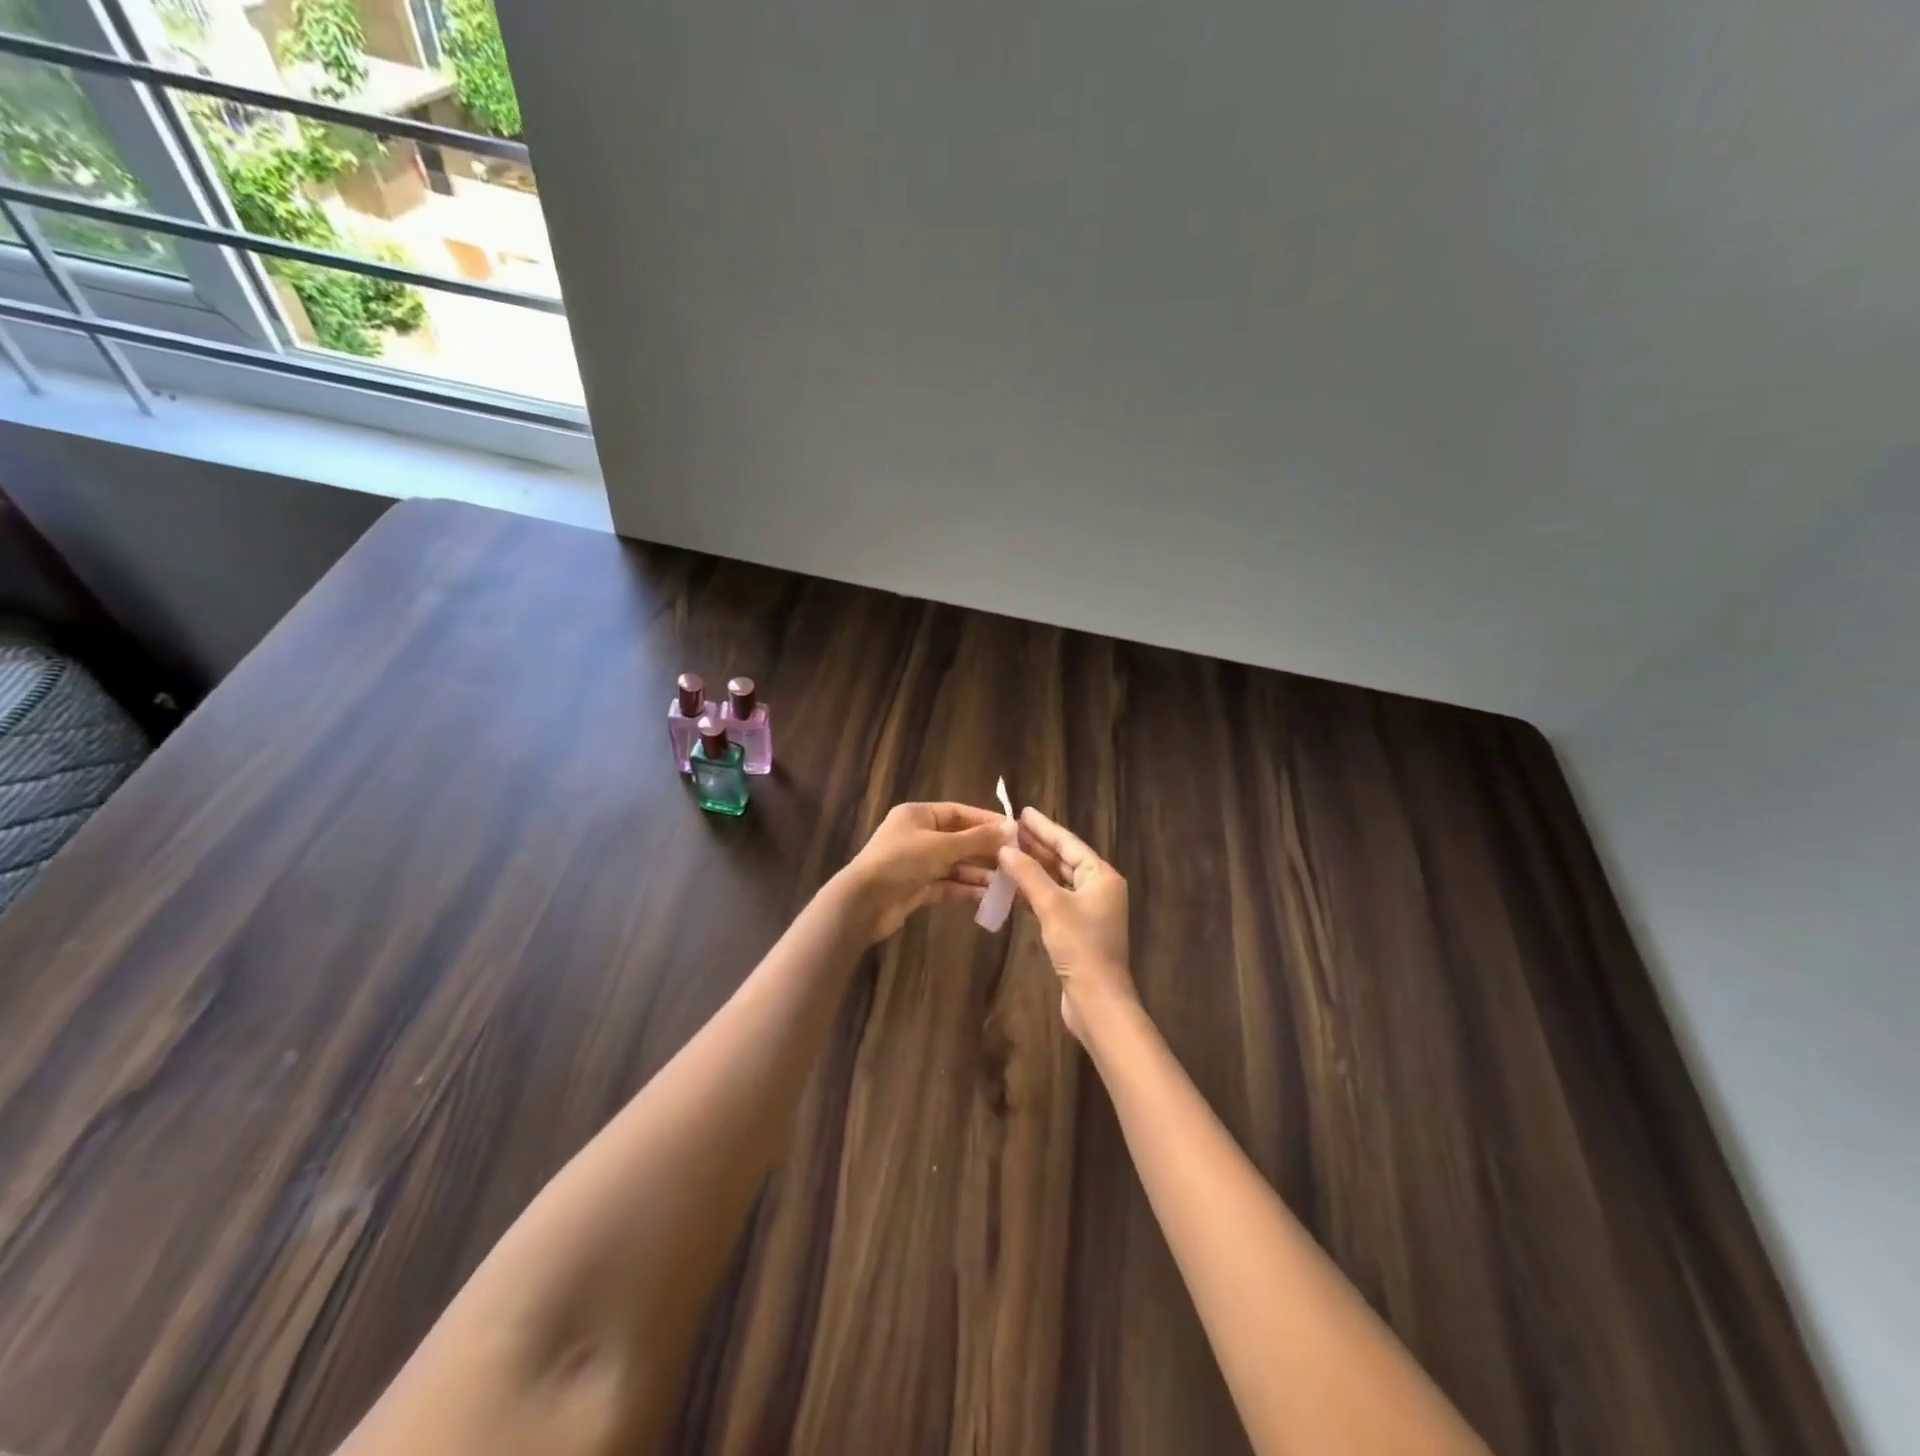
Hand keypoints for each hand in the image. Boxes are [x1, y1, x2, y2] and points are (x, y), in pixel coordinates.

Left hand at [834, 801, 1012, 942]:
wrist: (863, 903)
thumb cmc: (902, 862)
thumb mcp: (943, 846)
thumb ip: (977, 839)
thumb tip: (1011, 828)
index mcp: (918, 815)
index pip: (959, 812)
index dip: (986, 821)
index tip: (1014, 832)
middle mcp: (918, 836)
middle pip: (959, 840)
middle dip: (986, 851)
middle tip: (1016, 861)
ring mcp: (917, 863)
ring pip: (955, 865)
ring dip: (979, 873)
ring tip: (1007, 882)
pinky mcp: (917, 888)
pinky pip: (947, 885)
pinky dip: (966, 889)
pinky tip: (988, 897)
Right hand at [996, 808, 1135, 1042]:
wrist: (1097, 1000)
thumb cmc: (1080, 947)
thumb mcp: (1052, 905)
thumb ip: (1028, 874)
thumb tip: (1005, 848)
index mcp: (1101, 876)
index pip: (1069, 843)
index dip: (1045, 827)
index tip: (1023, 812)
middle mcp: (1098, 888)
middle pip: (1063, 859)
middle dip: (1037, 845)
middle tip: (1009, 829)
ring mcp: (1089, 910)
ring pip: (1057, 880)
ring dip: (1033, 868)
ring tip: (1006, 852)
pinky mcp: (1077, 929)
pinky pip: (1054, 899)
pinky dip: (1035, 891)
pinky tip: (1014, 886)